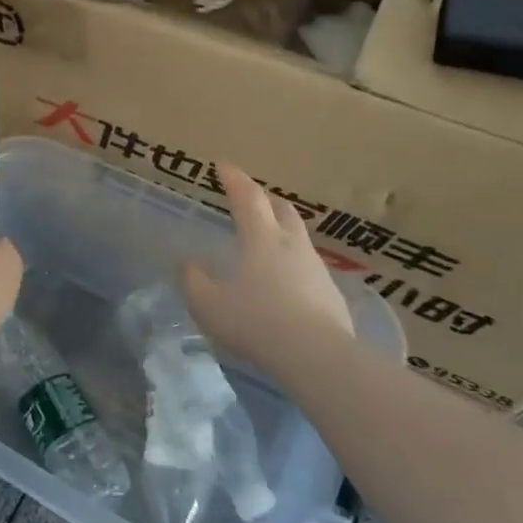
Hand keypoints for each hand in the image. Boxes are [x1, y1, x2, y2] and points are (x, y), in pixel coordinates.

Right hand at [184, 164, 353, 370]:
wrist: (318, 357)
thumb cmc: (257, 322)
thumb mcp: (209, 305)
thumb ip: (194, 281)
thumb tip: (191, 265)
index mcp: (262, 239)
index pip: (247, 198)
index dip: (234, 180)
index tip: (223, 165)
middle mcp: (292, 245)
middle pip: (282, 210)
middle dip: (265, 199)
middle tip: (250, 197)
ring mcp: (316, 269)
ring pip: (298, 238)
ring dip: (281, 231)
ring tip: (266, 241)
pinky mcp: (331, 295)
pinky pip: (307, 268)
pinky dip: (292, 264)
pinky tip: (284, 283)